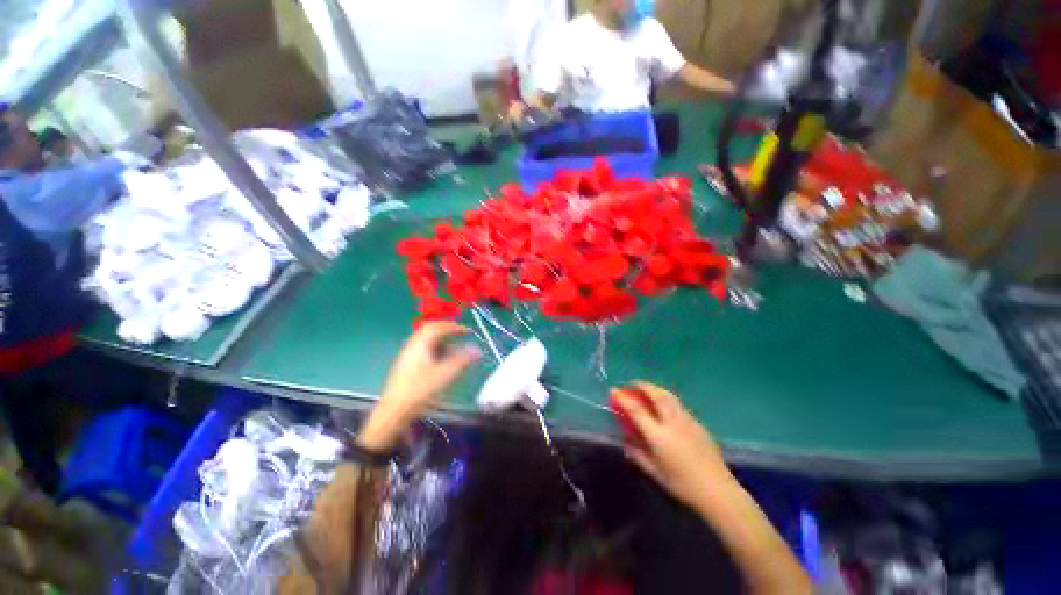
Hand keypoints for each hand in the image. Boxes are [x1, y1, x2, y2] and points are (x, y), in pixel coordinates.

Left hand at [358, 322, 479, 450]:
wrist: (395, 410)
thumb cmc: (421, 390)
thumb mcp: (445, 374)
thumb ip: (462, 360)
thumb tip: (477, 350)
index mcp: (420, 344)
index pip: (438, 327)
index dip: (454, 327)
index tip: (468, 331)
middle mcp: (412, 345)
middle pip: (429, 330)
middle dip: (446, 330)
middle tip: (459, 334)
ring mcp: (407, 355)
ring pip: (426, 340)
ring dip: (441, 340)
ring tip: (453, 349)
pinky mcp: (405, 365)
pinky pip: (422, 349)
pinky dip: (435, 349)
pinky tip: (441, 361)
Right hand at [612, 381, 732, 507]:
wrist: (718, 491)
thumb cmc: (682, 484)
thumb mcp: (654, 472)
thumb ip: (637, 455)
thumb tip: (626, 442)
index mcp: (659, 435)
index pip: (637, 410)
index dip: (623, 398)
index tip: (614, 390)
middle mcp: (672, 422)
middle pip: (656, 395)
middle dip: (642, 385)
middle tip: (633, 383)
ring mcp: (687, 420)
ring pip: (669, 396)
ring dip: (655, 389)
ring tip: (648, 389)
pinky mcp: (698, 423)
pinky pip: (678, 404)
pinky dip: (667, 398)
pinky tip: (665, 406)